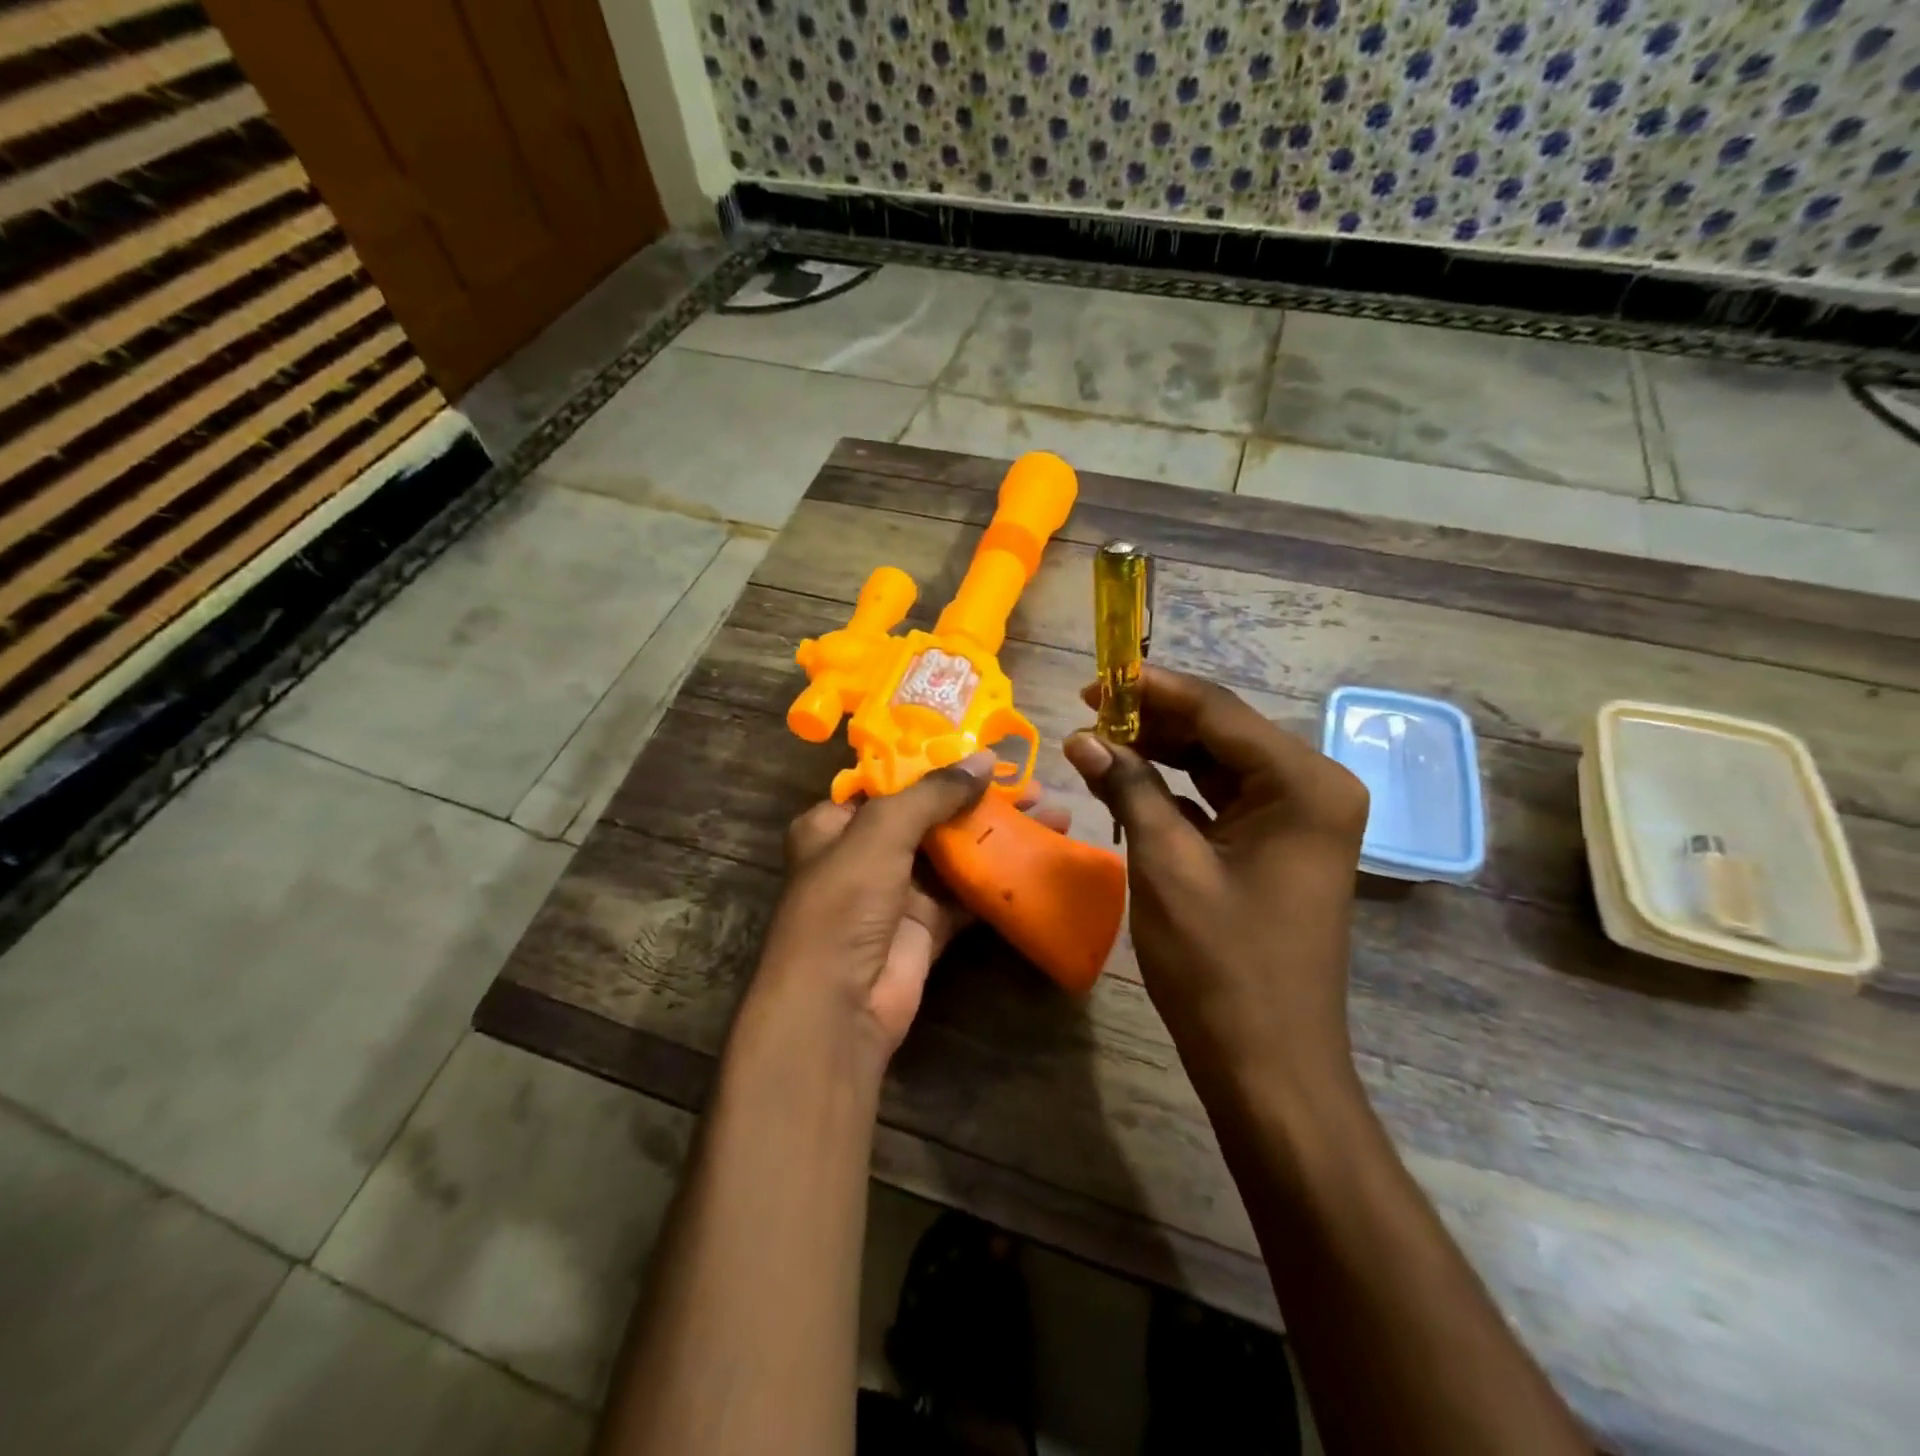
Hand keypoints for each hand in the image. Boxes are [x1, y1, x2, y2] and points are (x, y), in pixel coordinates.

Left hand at [752, 753, 1070, 1068]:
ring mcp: (897, 892)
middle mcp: (864, 854)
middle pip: (929, 817)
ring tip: (1049, 812)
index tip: (984, 752)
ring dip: (996, 834)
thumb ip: (932, 794)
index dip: (936, 767)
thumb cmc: (845, 902)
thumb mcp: (880, 833)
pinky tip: (1037, 856)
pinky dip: (998, 875)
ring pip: (954, 853)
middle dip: (979, 800)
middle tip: (1031, 784)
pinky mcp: (927, 926)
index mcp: (834, 825)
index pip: (890, 784)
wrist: (838, 1005)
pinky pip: (966, 893)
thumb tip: (985, 758)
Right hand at [1062, 667, 1368, 1102]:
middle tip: (1086, 715)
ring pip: (1218, 764)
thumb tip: (1082, 738)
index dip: (1151, 689)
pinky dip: (1176, 791)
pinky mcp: (1279, 847)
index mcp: (1303, 784)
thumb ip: (1129, 789)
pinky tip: (1128, 784)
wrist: (1270, 1066)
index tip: (1093, 680)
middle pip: (1221, 732)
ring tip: (1097, 743)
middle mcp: (1313, 789)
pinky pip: (1222, 801)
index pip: (1218, 710)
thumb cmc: (1221, 966)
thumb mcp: (1165, 865)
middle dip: (1153, 721)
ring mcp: (1300, 820)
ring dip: (1161, 753)